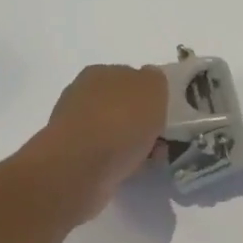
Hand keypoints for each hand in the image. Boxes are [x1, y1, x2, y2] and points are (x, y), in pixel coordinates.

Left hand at [18, 64, 167, 221]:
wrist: (82, 167)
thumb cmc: (120, 121)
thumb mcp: (152, 88)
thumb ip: (155, 80)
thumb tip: (151, 82)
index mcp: (100, 73)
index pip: (130, 76)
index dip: (150, 93)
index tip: (166, 111)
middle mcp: (83, 95)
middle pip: (122, 105)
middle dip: (142, 120)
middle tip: (163, 137)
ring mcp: (76, 127)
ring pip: (115, 132)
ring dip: (134, 143)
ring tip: (152, 158)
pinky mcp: (75, 157)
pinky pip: (108, 156)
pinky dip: (123, 161)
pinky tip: (135, 170)